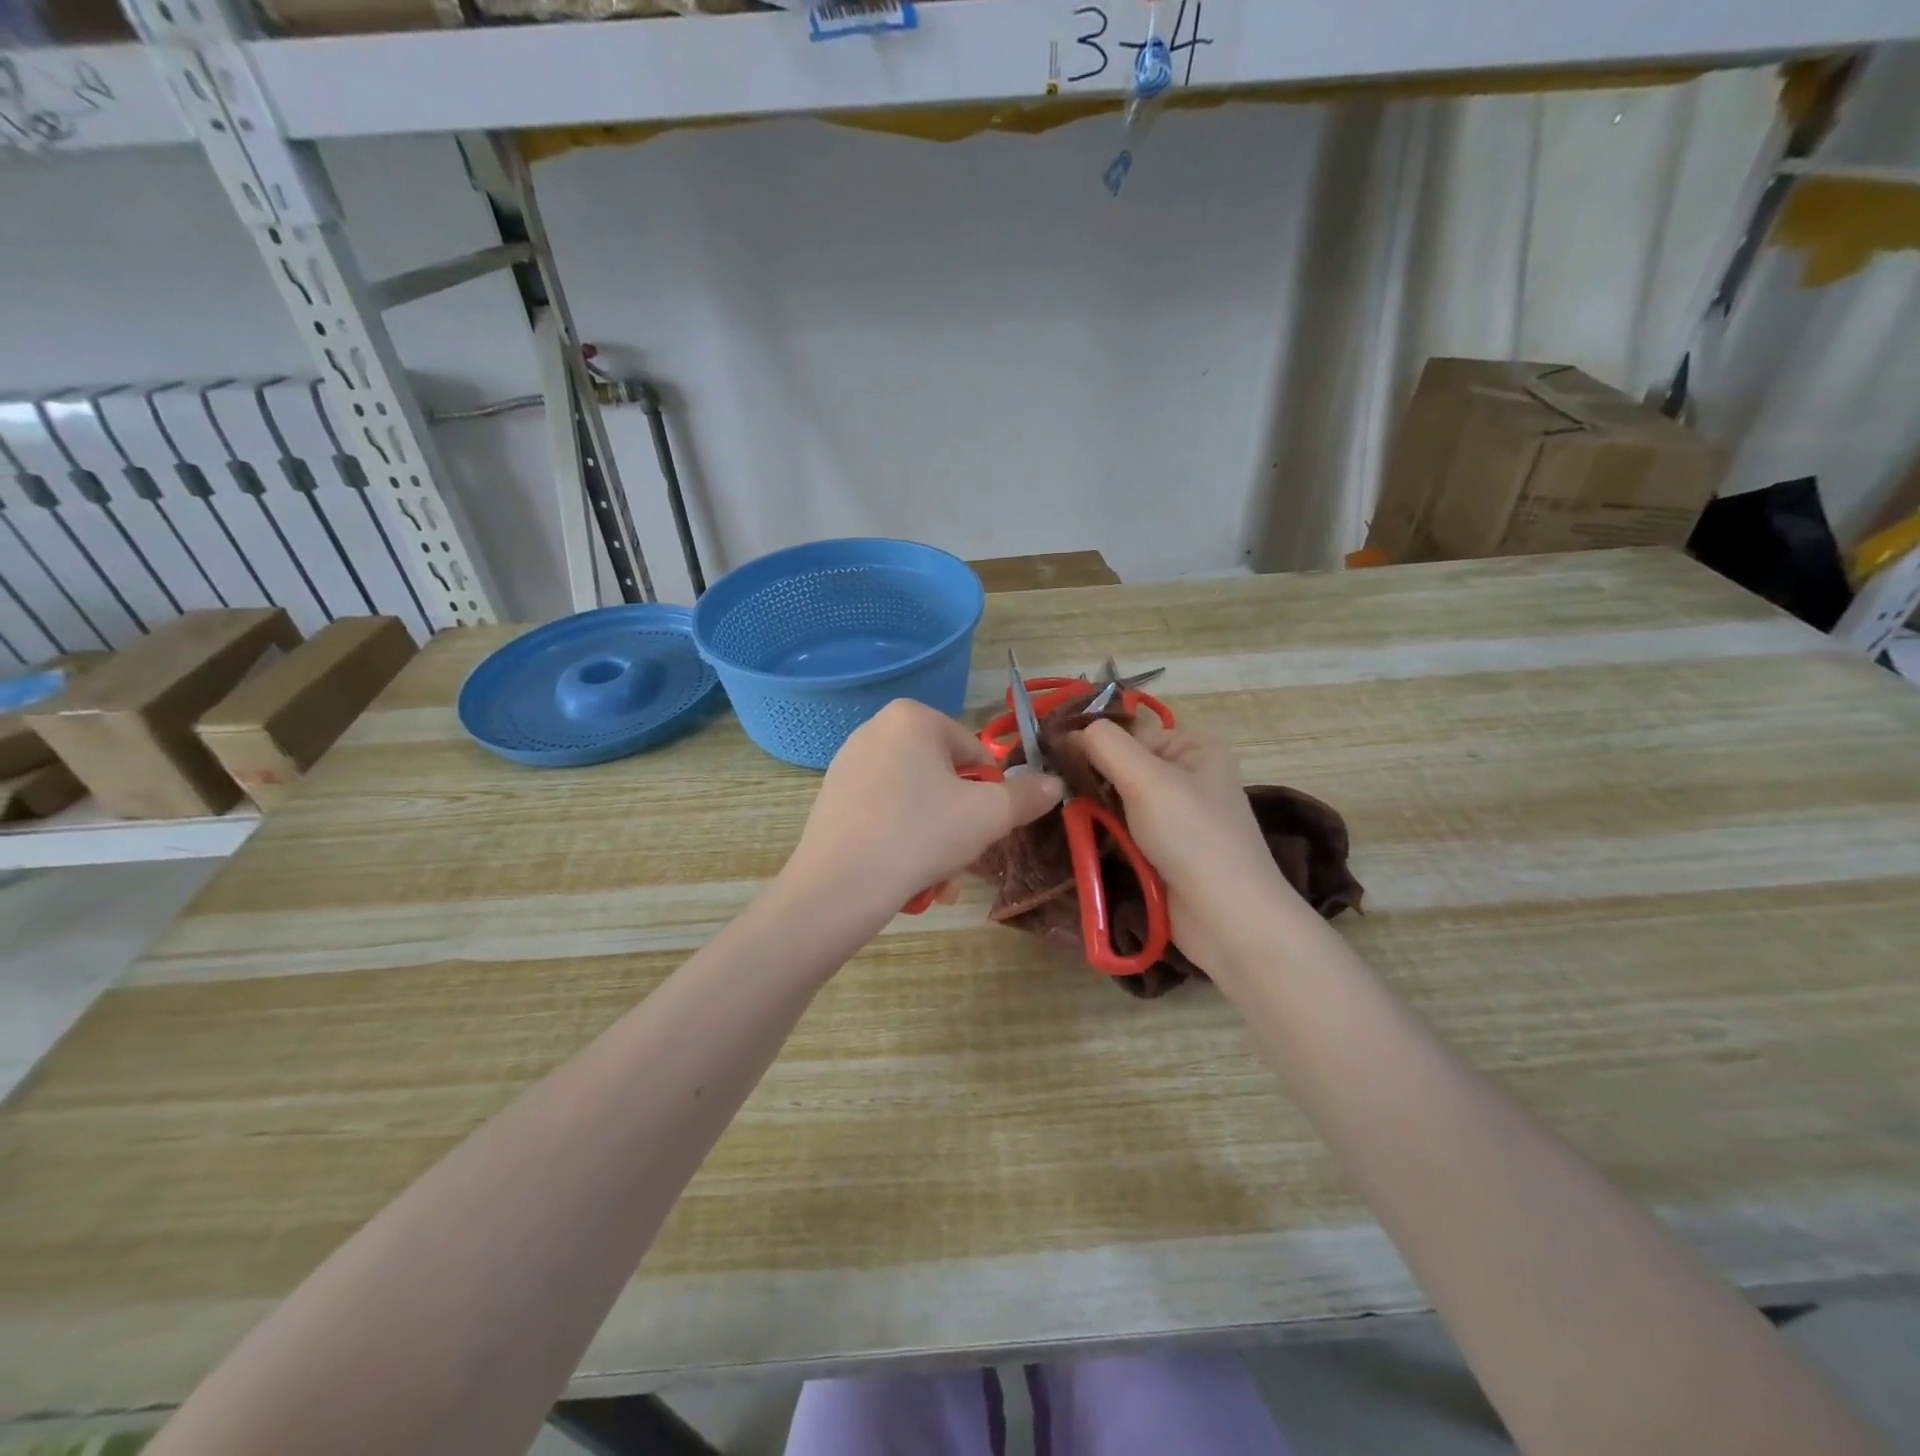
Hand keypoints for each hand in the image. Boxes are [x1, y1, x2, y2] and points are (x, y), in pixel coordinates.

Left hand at [784, 700, 1063, 919]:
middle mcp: (876, 728)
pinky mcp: (832, 795)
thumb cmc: (921, 835)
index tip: (983, 827)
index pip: (975, 753)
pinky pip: (883, 813)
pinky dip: (900, 840)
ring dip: (934, 839)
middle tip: (960, 858)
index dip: (989, 793)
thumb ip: (1026, 795)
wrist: (839, 886)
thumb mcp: (988, 815)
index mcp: (913, 717)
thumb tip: (1055, 783)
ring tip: (933, 879)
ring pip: (915, 801)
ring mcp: (848, 762)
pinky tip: (903, 876)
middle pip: (943, 778)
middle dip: (958, 823)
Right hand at [1078, 717, 1298, 973]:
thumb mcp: (1147, 778)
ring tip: (1064, 820)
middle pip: (1122, 767)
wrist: (1227, 918)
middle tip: (1055, 795)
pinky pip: (1125, 832)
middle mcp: (1189, 776)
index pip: (1128, 733)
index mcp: (1194, 747)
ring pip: (1119, 802)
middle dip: (1091, 782)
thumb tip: (1066, 733)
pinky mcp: (1166, 851)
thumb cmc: (1192, 836)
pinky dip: (1105, 836)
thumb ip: (1105, 745)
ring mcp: (1178, 817)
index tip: (1053, 763)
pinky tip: (1083, 841)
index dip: (1091, 745)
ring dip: (1094, 812)